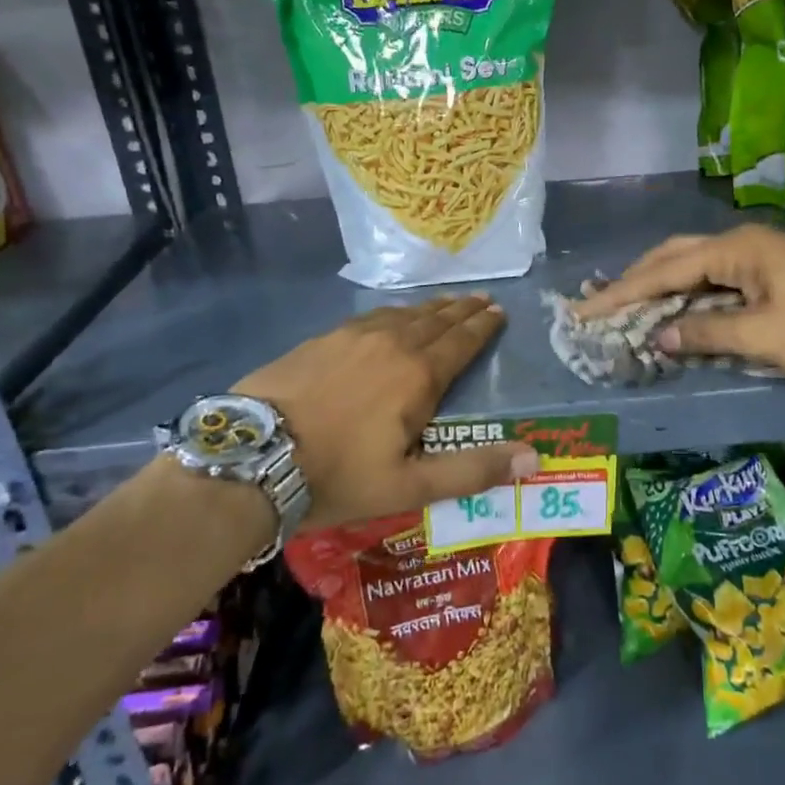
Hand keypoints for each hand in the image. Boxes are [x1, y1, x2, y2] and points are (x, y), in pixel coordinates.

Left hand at [234, 294, 537, 529]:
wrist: (251, 458)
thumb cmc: (337, 476)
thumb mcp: (410, 486)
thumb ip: (472, 470)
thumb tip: (533, 458)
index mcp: (418, 375)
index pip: (461, 342)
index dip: (483, 326)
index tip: (499, 311)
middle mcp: (391, 344)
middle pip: (435, 320)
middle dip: (462, 310)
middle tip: (481, 299)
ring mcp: (352, 337)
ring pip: (402, 314)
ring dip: (430, 308)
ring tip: (446, 302)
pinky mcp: (321, 339)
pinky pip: (370, 317)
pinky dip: (393, 313)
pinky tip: (390, 316)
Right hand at [574, 225, 784, 376]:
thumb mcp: (763, 337)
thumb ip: (704, 334)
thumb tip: (658, 337)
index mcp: (734, 250)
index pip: (663, 271)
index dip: (621, 294)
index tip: (584, 311)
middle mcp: (740, 244)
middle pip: (673, 257)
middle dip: (635, 282)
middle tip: (600, 305)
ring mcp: (757, 257)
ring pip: (694, 267)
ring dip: (660, 287)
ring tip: (627, 308)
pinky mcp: (770, 274)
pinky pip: (715, 280)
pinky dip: (689, 296)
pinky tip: (676, 313)